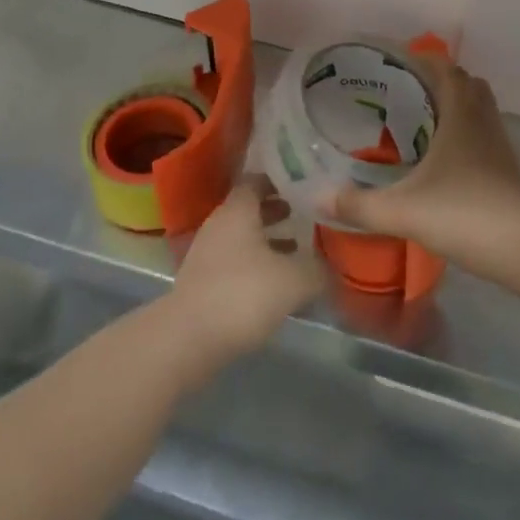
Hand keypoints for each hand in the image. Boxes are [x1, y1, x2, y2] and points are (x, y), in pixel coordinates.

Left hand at [168, 176, 326, 364]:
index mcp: (238, 210)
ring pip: (242, 237)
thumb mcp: (294, 280)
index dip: (280, 181)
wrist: (188, 339)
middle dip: (276, 211)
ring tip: (296, 251)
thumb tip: (332, 265)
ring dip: (267, 241)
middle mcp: (219, 223)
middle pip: (250, 208)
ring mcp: (206, 252)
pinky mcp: (202, 281)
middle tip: (304, 216)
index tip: (304, 187)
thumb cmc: (243, 294)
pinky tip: (274, 284)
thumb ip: (318, 268)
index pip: (257, 180)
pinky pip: (233, 262)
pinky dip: (254, 265)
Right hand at [323, 56, 519, 285]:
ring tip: (421, 121)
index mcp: (460, 114)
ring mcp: (499, 146)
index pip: (446, 68)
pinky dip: (465, 133)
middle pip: (466, 83)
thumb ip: (358, 204)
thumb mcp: (403, 211)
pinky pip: (484, 135)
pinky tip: (443, 160)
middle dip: (438, 80)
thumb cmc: (466, 215)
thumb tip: (318, 196)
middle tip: (405, 92)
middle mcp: (483, 121)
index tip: (396, 63)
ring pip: (479, 109)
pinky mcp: (508, 170)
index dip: (423, 59)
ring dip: (455, 106)